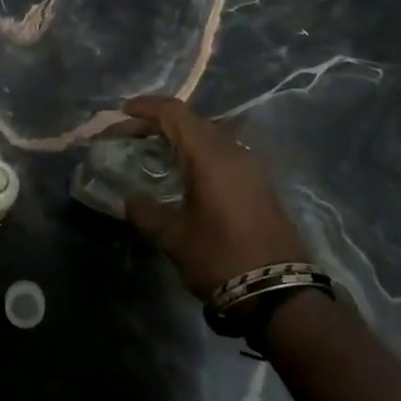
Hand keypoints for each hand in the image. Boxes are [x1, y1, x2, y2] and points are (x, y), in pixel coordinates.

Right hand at [117, 96, 312, 297]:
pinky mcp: (259, 182)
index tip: (120, 113)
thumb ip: (145, 212)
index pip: (174, 112)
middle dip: (158, 121)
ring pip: (209, 135)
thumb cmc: (221, 258)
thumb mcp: (173, 237)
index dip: (145, 107)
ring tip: (153, 151)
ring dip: (180, 136)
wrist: (280, 293)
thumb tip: (126, 200)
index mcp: (209, 154)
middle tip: (130, 134)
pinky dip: (198, 152)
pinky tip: (184, 172)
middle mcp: (232, 150)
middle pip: (191, 120)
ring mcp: (251, 166)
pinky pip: (222, 152)